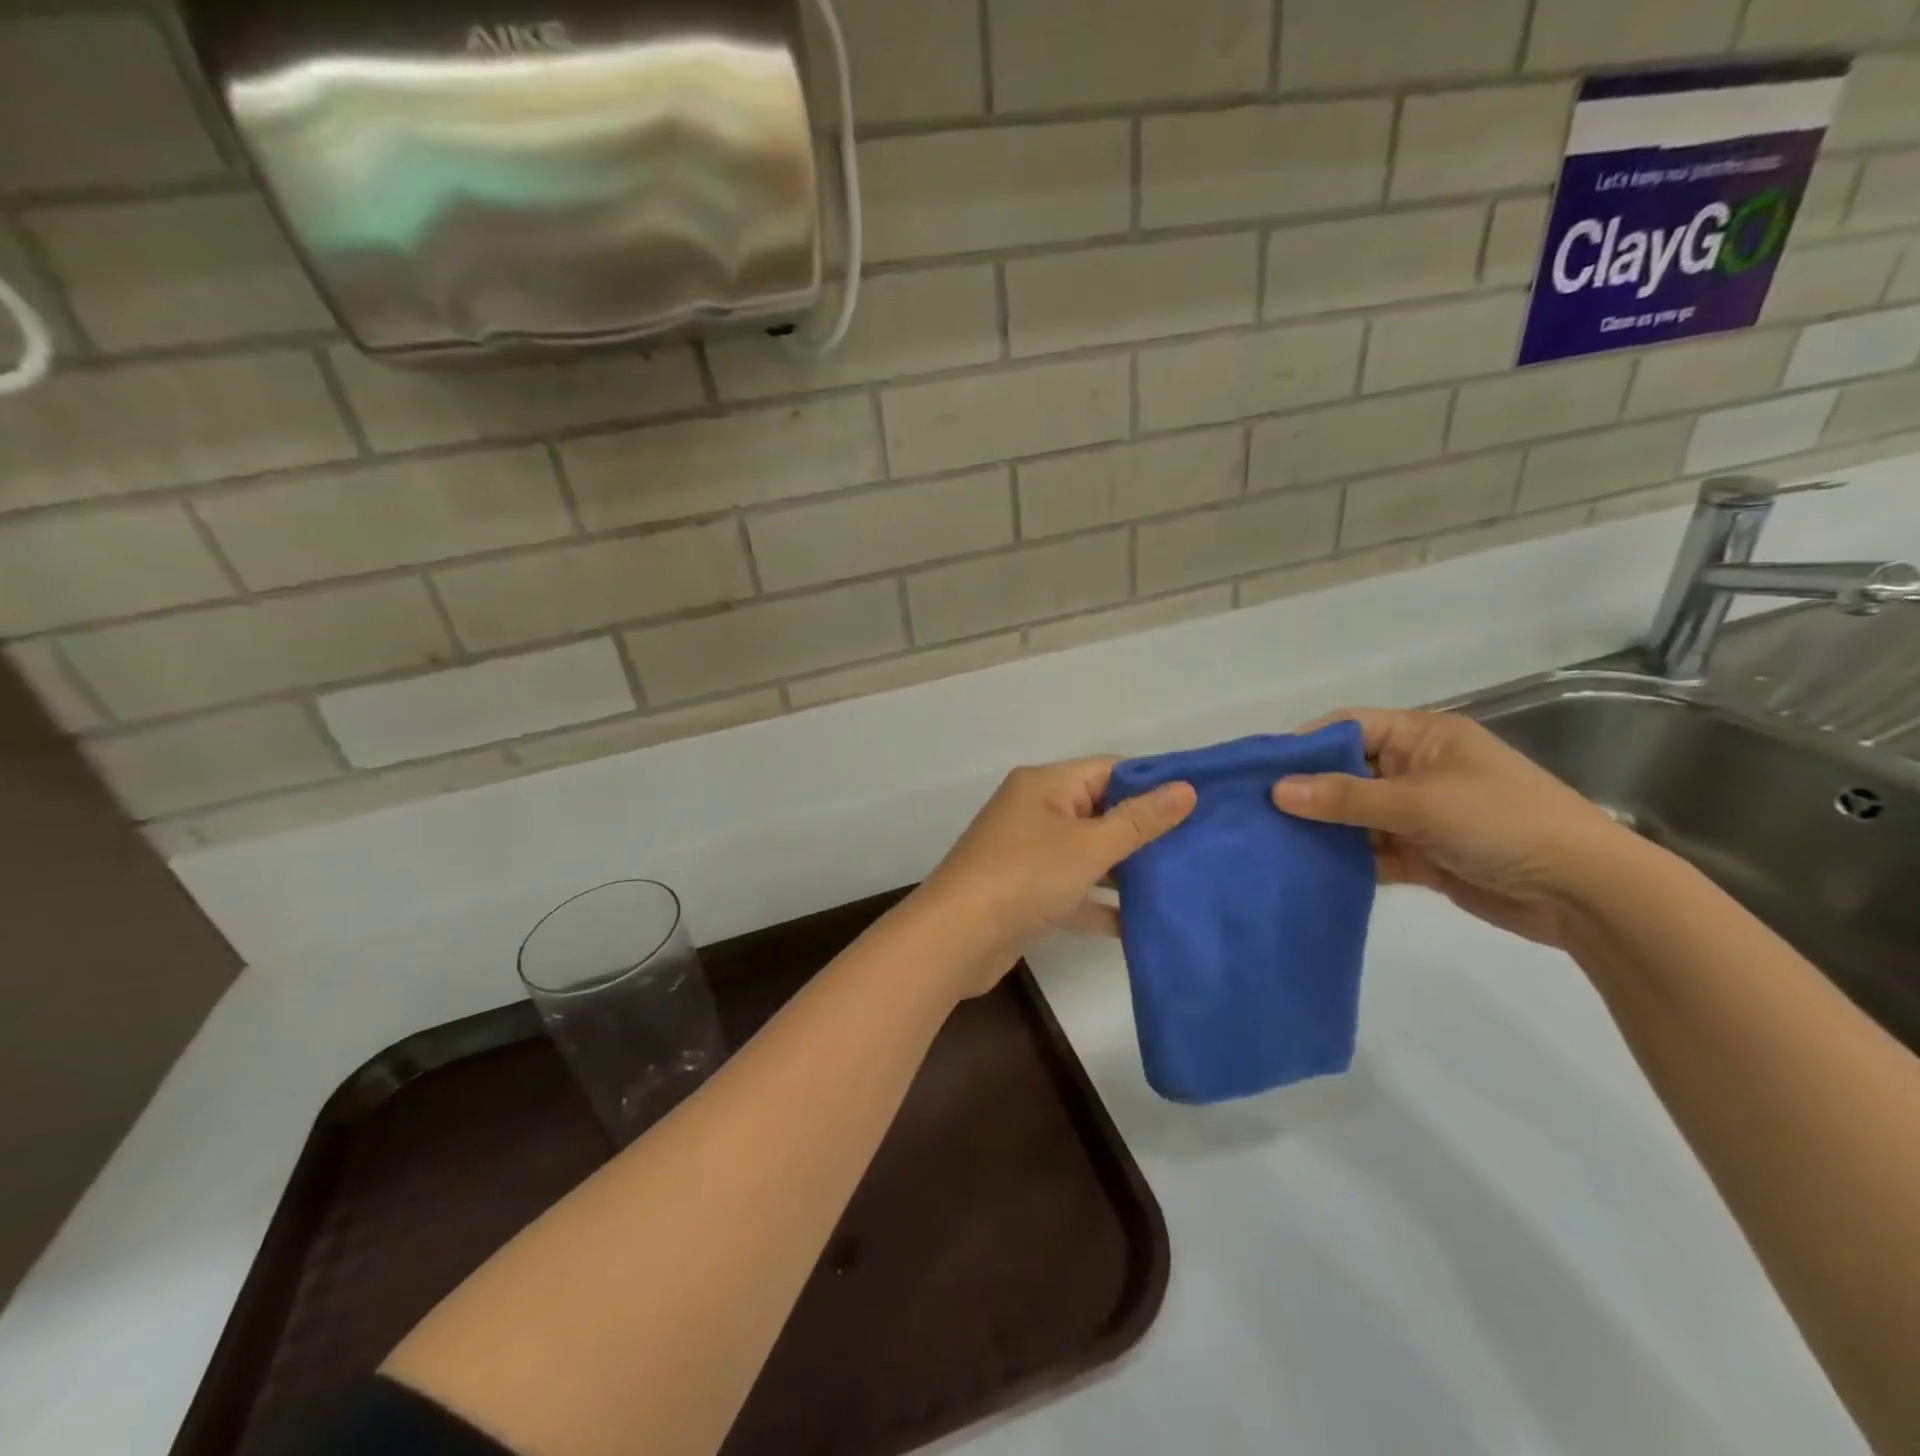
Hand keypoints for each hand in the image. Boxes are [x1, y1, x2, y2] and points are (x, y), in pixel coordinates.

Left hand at [910, 758, 1195, 994]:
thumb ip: (1138, 820)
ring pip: (1088, 854)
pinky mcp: (1026, 893)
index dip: (1154, 783)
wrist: (955, 939)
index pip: (1110, 770)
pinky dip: (1100, 904)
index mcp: (1045, 784)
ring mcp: (1028, 853)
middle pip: (1100, 811)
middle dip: (1145, 830)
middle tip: (1201, 847)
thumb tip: (1186, 787)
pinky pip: (1073, 890)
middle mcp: (1035, 811)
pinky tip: (1140, 925)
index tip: (1201, 802)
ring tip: (1182, 883)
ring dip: (1126, 870)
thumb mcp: (1088, 845)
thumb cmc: (1024, 876)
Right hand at [1272, 709, 1633, 947]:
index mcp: (1423, 737)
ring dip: (1322, 830)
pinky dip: (1344, 860)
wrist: (1586, 894)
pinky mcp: (1423, 854)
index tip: (1259, 770)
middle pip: (1346, 772)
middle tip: (1255, 811)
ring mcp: (1419, 814)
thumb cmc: (1503, 823)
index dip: (1304, 744)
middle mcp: (1417, 770)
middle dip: (1306, 791)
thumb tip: (1276, 791)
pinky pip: (1371, 850)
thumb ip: (1345, 797)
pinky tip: (1307, 870)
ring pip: (1354, 815)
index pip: (1349, 727)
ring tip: (1270, 842)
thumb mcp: (1419, 802)